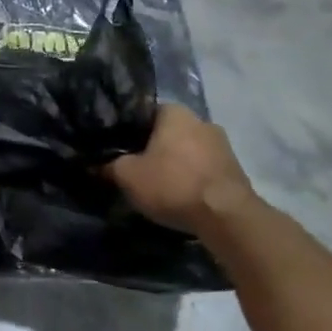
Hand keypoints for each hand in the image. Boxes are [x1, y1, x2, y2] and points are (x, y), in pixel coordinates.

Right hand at [107, 106, 257, 235]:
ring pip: (187, 151)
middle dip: (153, 148)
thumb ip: (109, 165)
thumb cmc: (172, 184)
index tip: (117, 146)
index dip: (128, 129)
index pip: (143, 113)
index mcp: (174, 112)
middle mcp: (202, 120)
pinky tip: (180, 196)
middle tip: (135, 166)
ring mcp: (223, 146)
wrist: (227, 218)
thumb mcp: (127, 175)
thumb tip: (96, 164)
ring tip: (157, 184)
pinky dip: (191, 179)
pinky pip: (203, 170)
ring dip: (174, 164)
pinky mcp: (236, 171)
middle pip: (167, 132)